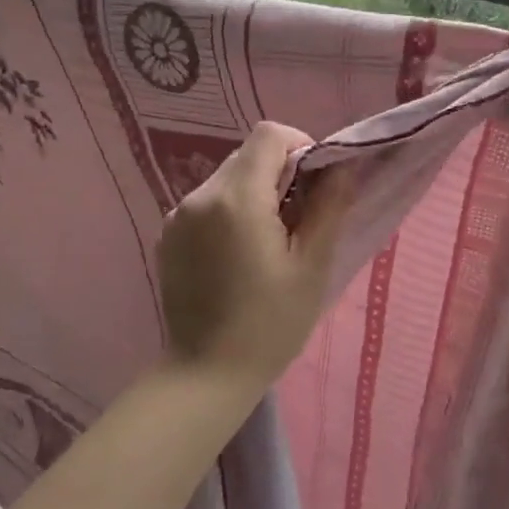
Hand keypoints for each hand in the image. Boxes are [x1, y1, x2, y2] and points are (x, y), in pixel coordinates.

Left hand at [157, 122, 352, 396]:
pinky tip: (238, 257)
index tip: (316, 185)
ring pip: (227, 178)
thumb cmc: (270, 324)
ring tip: (269, 242)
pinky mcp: (168, 236)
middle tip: (299, 220)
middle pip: (248, 155)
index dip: (301, 147)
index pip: (270, 135)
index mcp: (238, 198)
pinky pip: (207, 204)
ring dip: (255, 193)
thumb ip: (328, 206)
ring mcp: (178, 215)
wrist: (206, 374)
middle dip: (280, 173)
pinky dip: (230, 212)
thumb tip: (341, 166)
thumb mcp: (311, 266)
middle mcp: (200, 195)